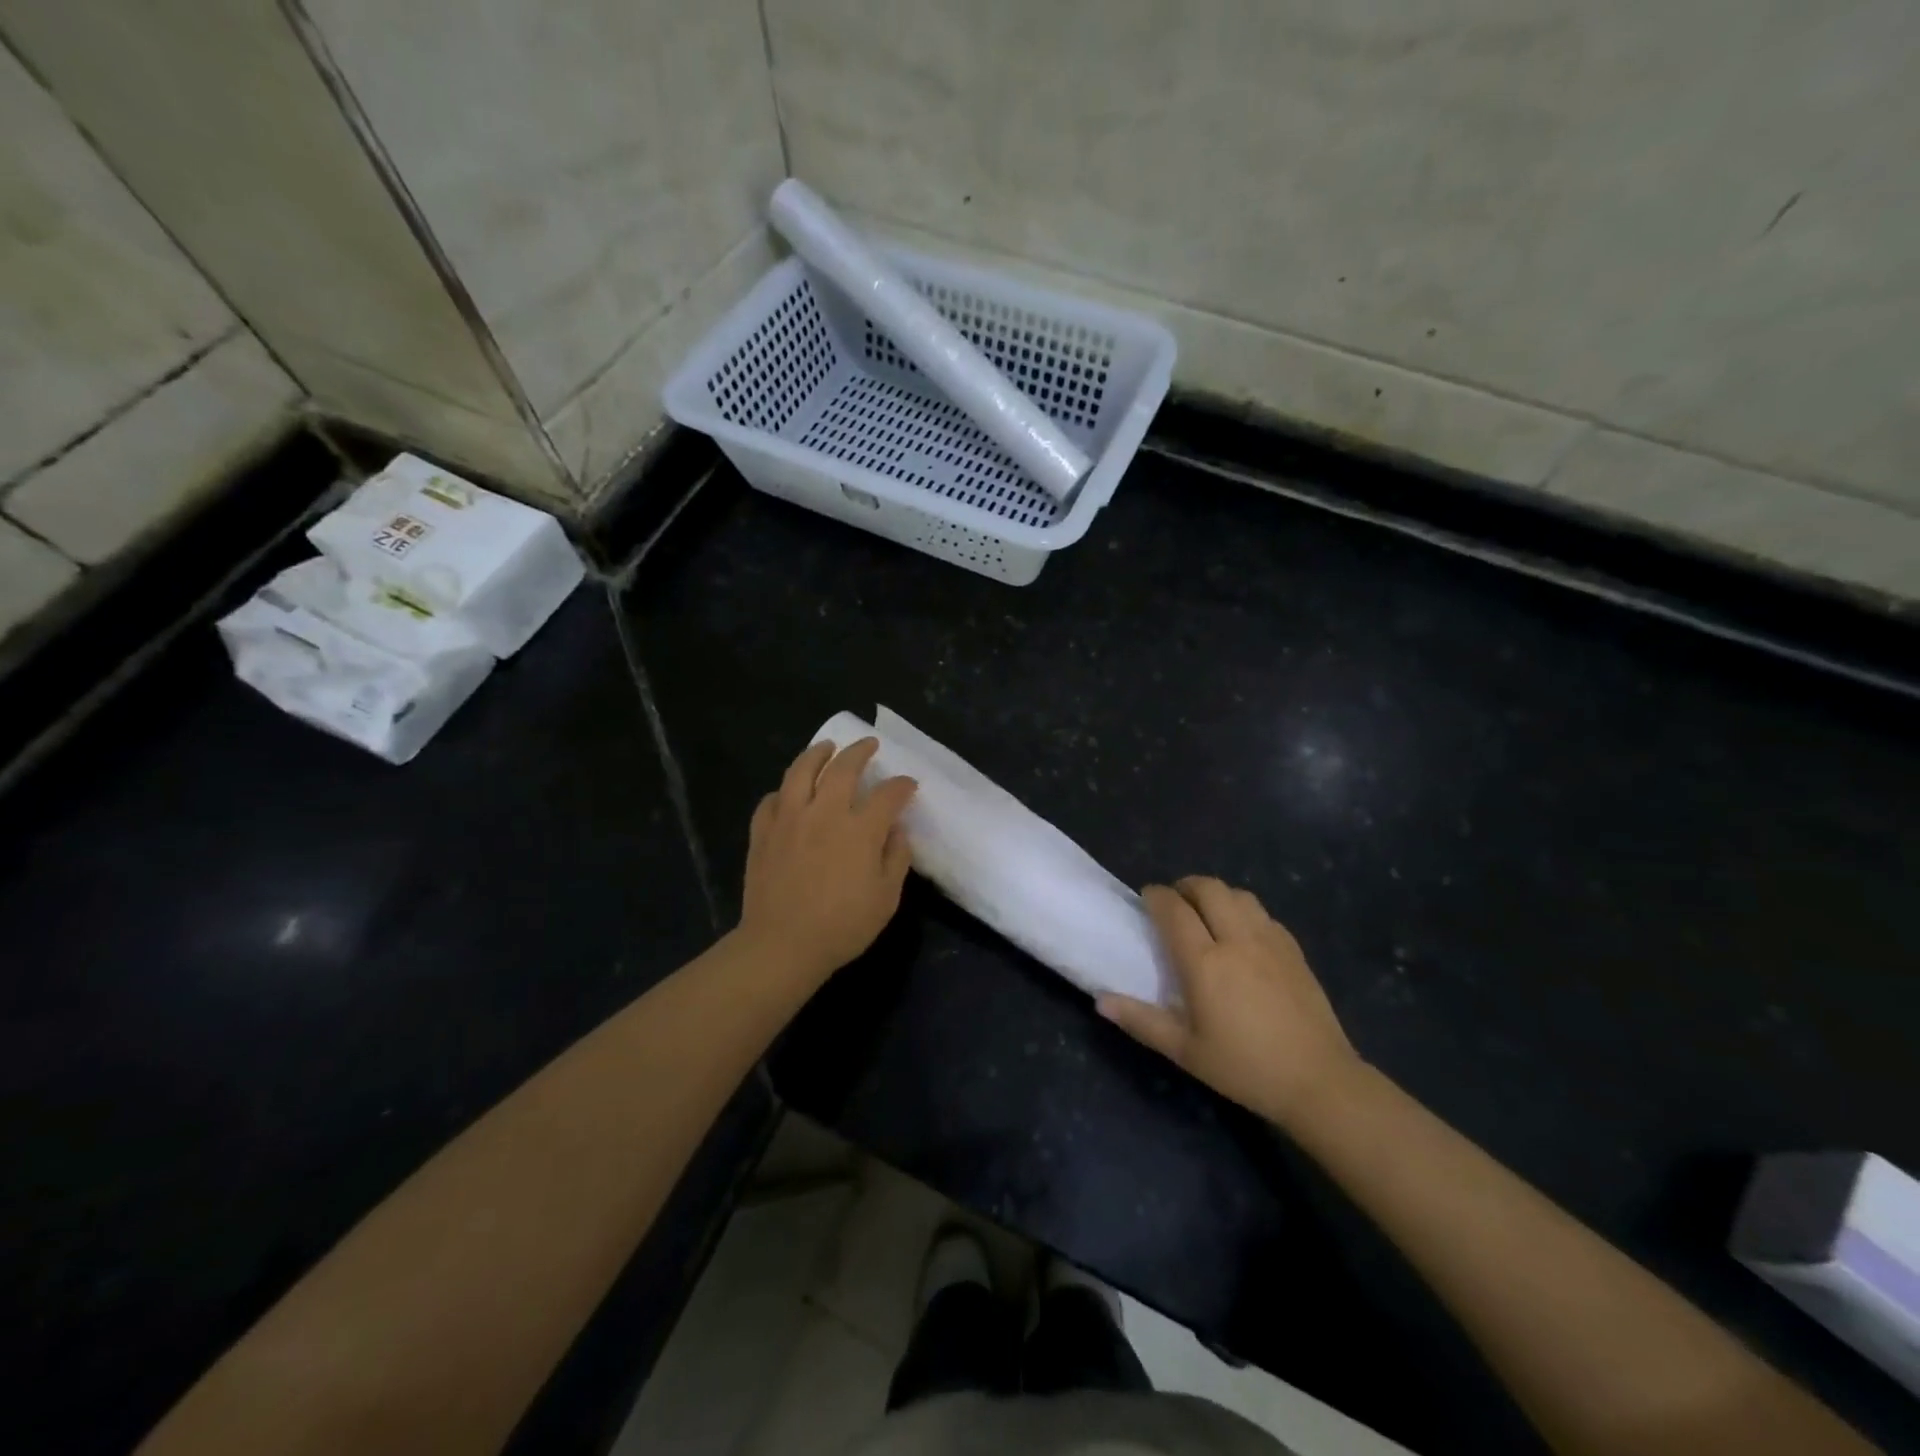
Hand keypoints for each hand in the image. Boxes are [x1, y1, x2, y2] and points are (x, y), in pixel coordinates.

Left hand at [736, 739, 917, 986]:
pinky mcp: (763, 833)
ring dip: (817, 753)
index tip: (908, 784)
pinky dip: (783, 791)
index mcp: (859, 830)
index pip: (888, 794)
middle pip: (843, 768)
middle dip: (860, 751)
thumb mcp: (886, 898)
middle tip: (869, 744)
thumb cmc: (842, 926)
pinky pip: (771, 800)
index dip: (901, 785)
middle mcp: (824, 813)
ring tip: (826, 747)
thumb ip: (896, 858)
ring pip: (801, 771)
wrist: (782, 945)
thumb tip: (896, 830)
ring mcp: (789, 819)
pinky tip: (789, 793)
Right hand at [1098, 877, 1362, 1129]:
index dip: (1156, 896)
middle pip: (1208, 889)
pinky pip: (1263, 913)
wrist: (1319, 1082)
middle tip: (1174, 901)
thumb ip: (1141, 1021)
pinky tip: (1241, 933)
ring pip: (1239, 895)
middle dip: (1186, 886)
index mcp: (1205, 962)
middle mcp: (1237, 940)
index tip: (1146, 898)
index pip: (1174, 910)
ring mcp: (1270, 941)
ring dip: (1216, 894)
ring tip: (1207, 912)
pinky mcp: (1294, 950)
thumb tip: (1100, 1001)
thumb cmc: (1244, 1068)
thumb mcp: (1185, 1051)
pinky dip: (1244, 910)